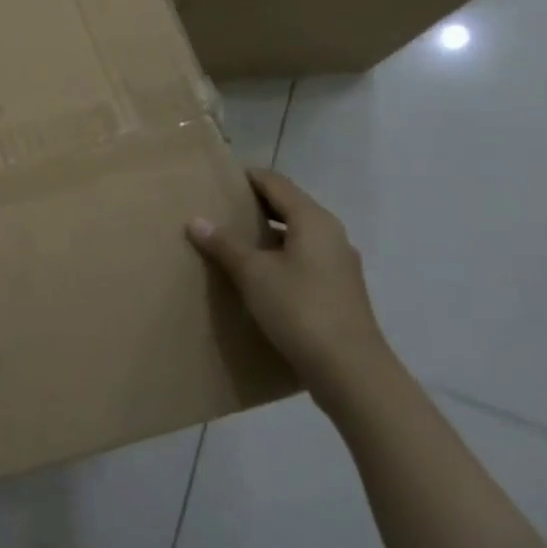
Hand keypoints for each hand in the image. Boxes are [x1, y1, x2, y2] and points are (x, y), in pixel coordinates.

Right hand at [187, 169, 394, 404]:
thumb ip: (224, 244)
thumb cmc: (299, 309)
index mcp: (313, 220)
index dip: (247, 177)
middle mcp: (331, 234)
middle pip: (289, 206)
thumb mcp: (253, 274)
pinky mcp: (339, 289)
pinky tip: (259, 273)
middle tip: (219, 208)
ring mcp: (339, 263)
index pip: (276, 183)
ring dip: (267, 233)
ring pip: (298, 234)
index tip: (218, 179)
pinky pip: (304, 258)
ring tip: (233, 240)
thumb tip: (196, 220)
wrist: (350, 370)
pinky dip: (280, 255)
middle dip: (255, 205)